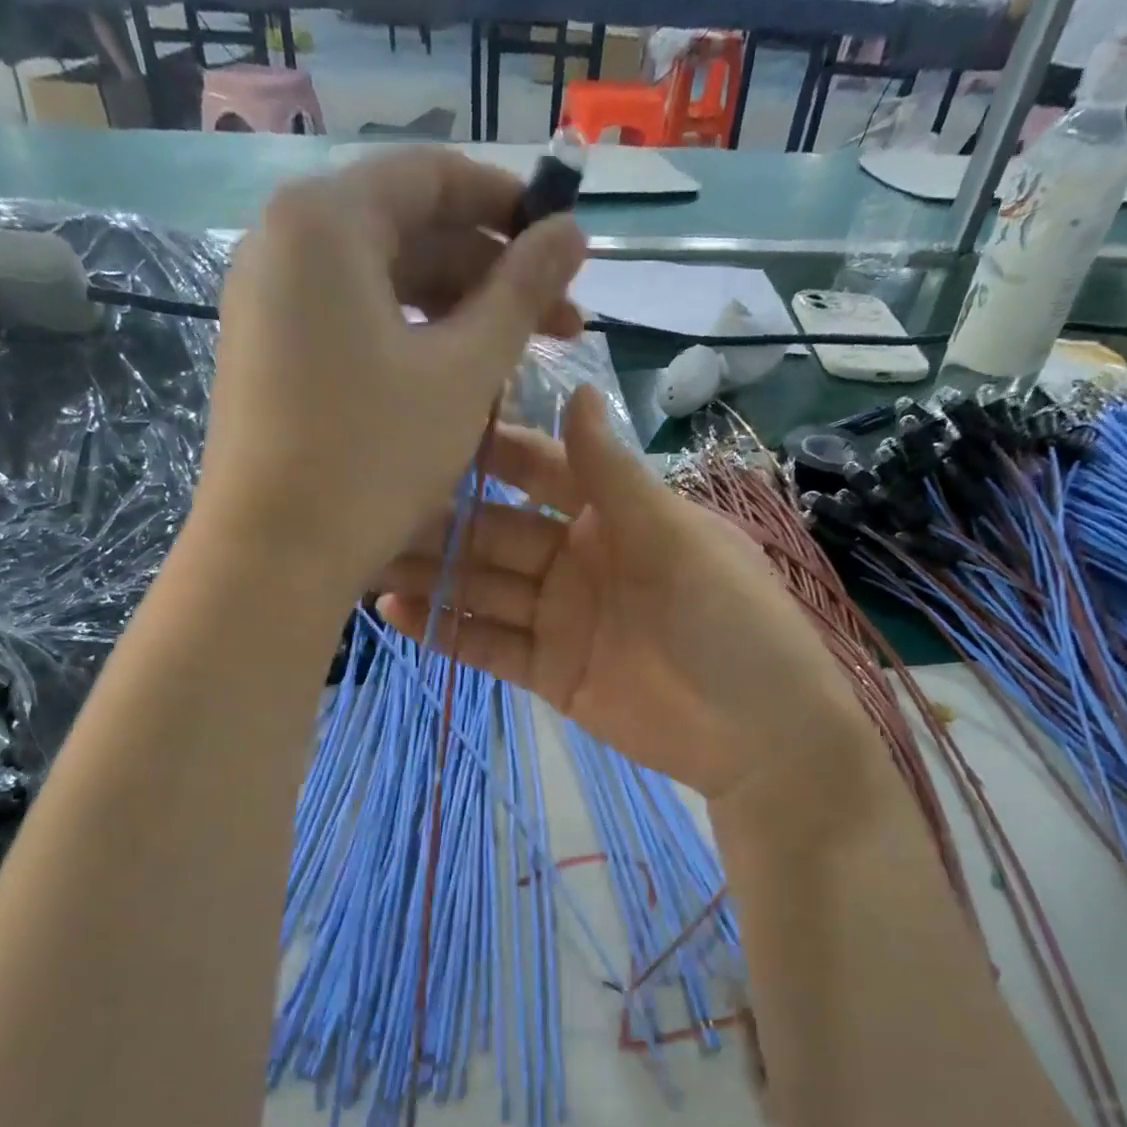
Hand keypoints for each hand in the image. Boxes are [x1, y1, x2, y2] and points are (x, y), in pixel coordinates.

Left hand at [194, 147, 586, 607]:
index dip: (510, 204)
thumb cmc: (375, 456)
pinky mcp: (269, 356)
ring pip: (384, 284)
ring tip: (516, 362)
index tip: (565, 248)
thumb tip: (574, 230)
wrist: (275, 556)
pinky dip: (411, 341)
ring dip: (458, 314)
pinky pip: (354, 324)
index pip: (433, 176)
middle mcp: (284, 244)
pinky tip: (455, 382)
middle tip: (561, 324)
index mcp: (326, 221)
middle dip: (491, 273)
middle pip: (408, 231)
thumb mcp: (464, 371)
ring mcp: (269, 303)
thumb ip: (522, 291)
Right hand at [375, 388, 869, 804]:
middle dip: (439, 521)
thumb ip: (616, 477)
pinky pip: (491, 646)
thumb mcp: (679, 542)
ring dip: (430, 575)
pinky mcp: (549, 672)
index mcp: (614, 515)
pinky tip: (396, 612)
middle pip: (496, 533)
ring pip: (483, 589)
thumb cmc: (734, 625)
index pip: (539, 470)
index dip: (487, 453)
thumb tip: (575, 388)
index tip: (423, 429)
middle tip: (368, 507)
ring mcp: (560, 618)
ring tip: (365, 559)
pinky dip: (447, 631)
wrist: (760, 738)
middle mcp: (578, 559)